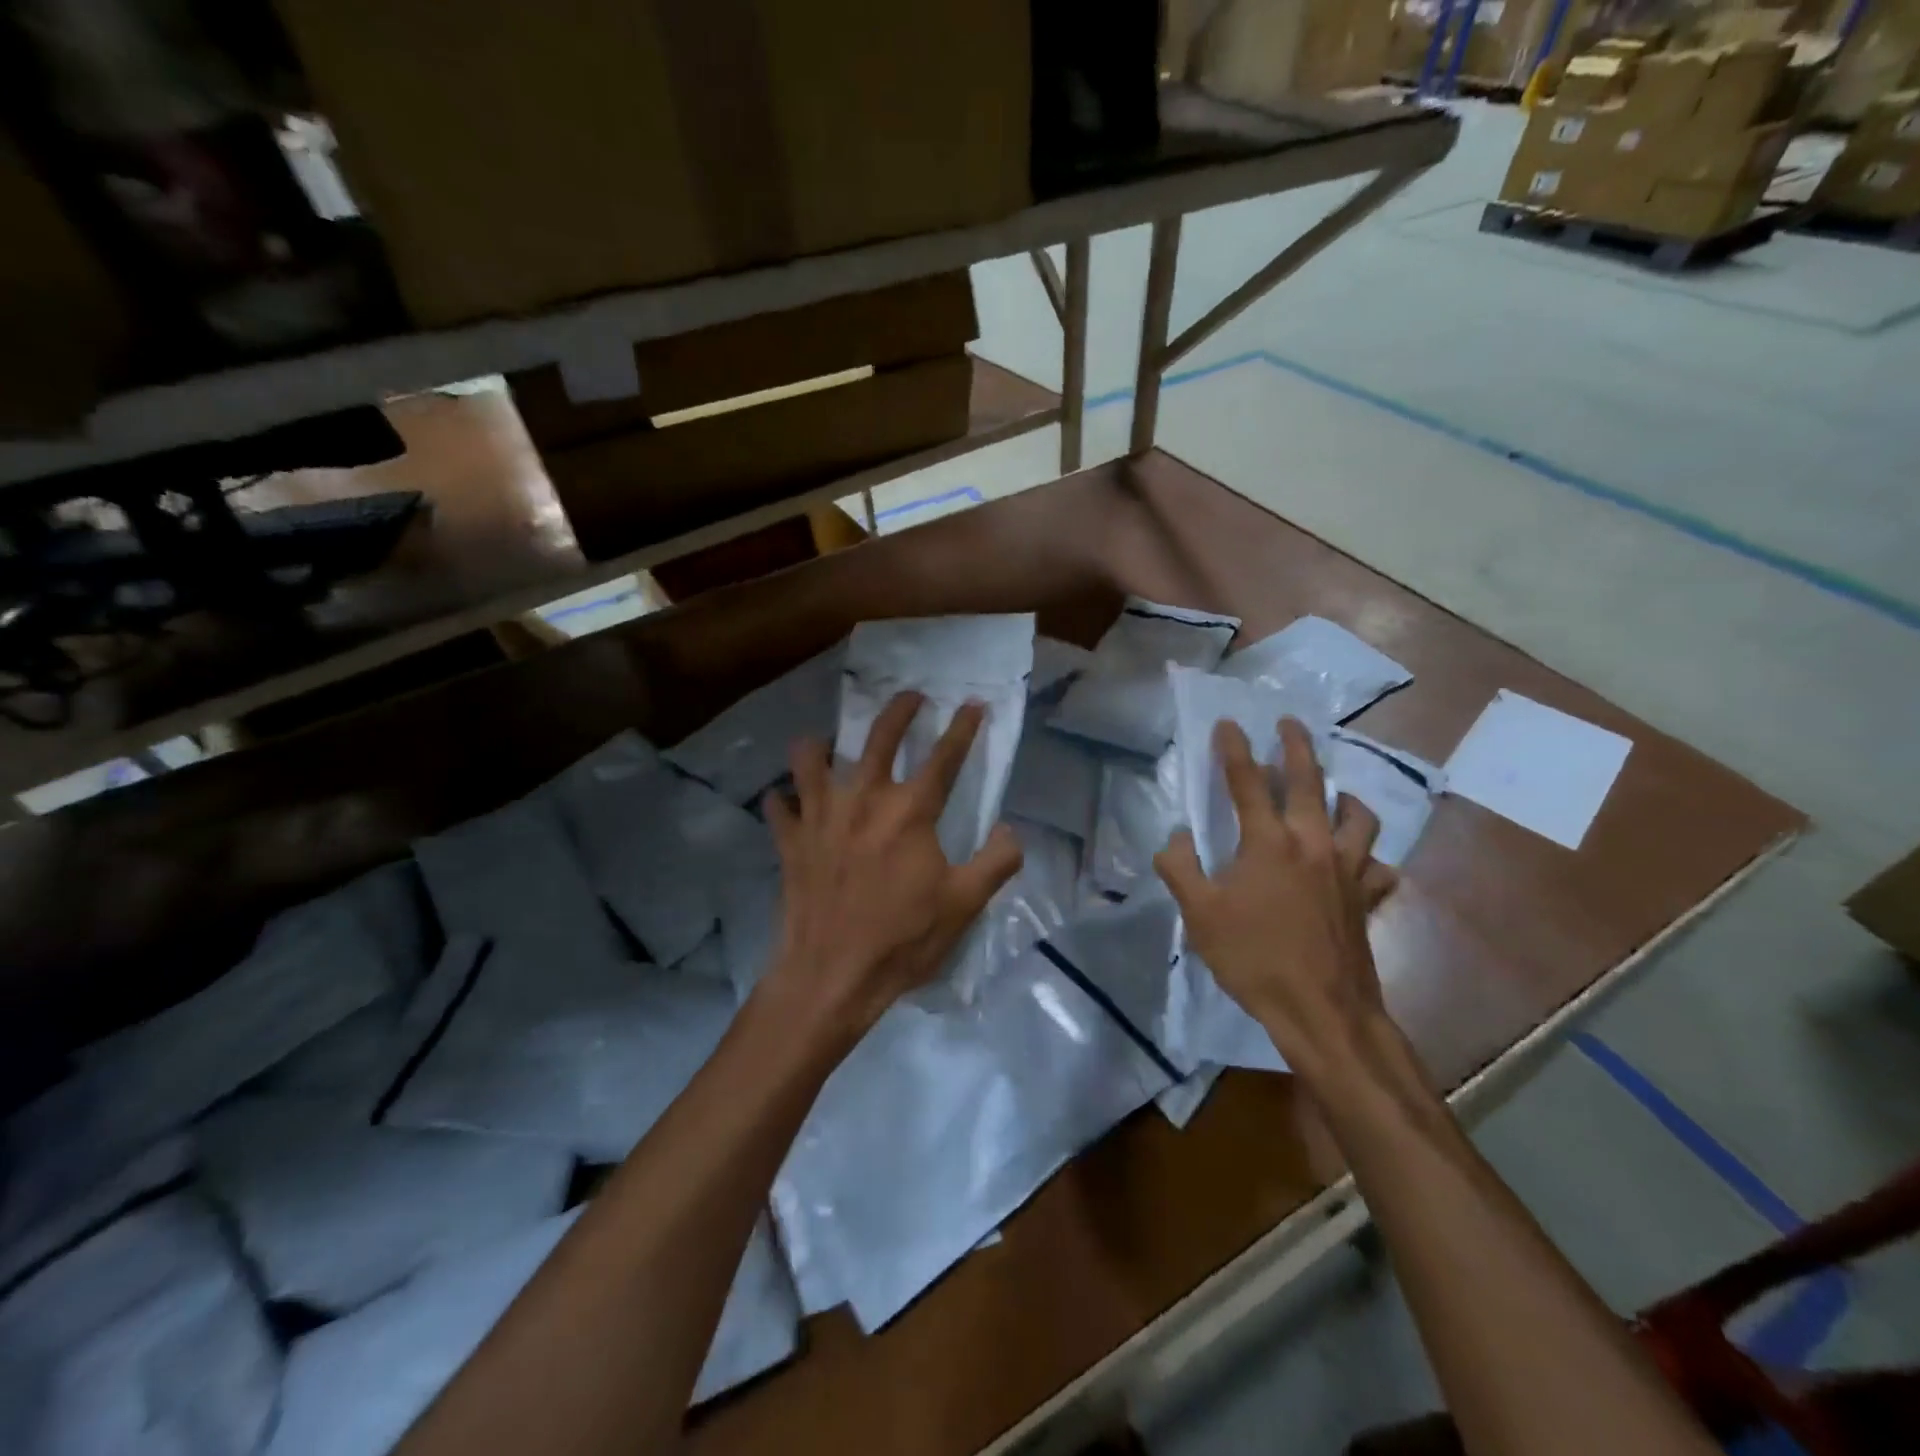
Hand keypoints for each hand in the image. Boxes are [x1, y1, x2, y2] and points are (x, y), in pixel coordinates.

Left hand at [762, 691, 1022, 1040]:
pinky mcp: (790, 841)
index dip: (963, 727)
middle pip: (879, 737)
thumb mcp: (964, 905)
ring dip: (822, 745)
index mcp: (910, 812)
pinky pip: (779, 805)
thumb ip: (996, 862)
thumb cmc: (902, 939)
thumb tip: (1012, 831)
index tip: (973, 703)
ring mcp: (820, 816)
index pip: (944, 757)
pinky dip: (784, 799)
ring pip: (810, 758)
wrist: (832, 976)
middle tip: (910, 697)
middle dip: (898, 710)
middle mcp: (863, 799)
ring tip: (832, 746)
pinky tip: (789, 802)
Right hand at [1154, 717, 1398, 1081]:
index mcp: (1268, 842)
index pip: (1247, 781)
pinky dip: (1368, 857)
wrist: (1321, 1011)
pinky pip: (1377, 866)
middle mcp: (1313, 843)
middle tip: (1290, 723)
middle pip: (1309, 781)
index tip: (1228, 723)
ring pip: (1357, 816)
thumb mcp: (1199, 915)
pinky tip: (1357, 862)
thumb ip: (1179, 868)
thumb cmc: (1254, 959)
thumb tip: (1176, 837)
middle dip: (1297, 746)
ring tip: (1332, 793)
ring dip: (1343, 795)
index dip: (1234, 749)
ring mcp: (1347, 869)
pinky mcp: (1367, 897)